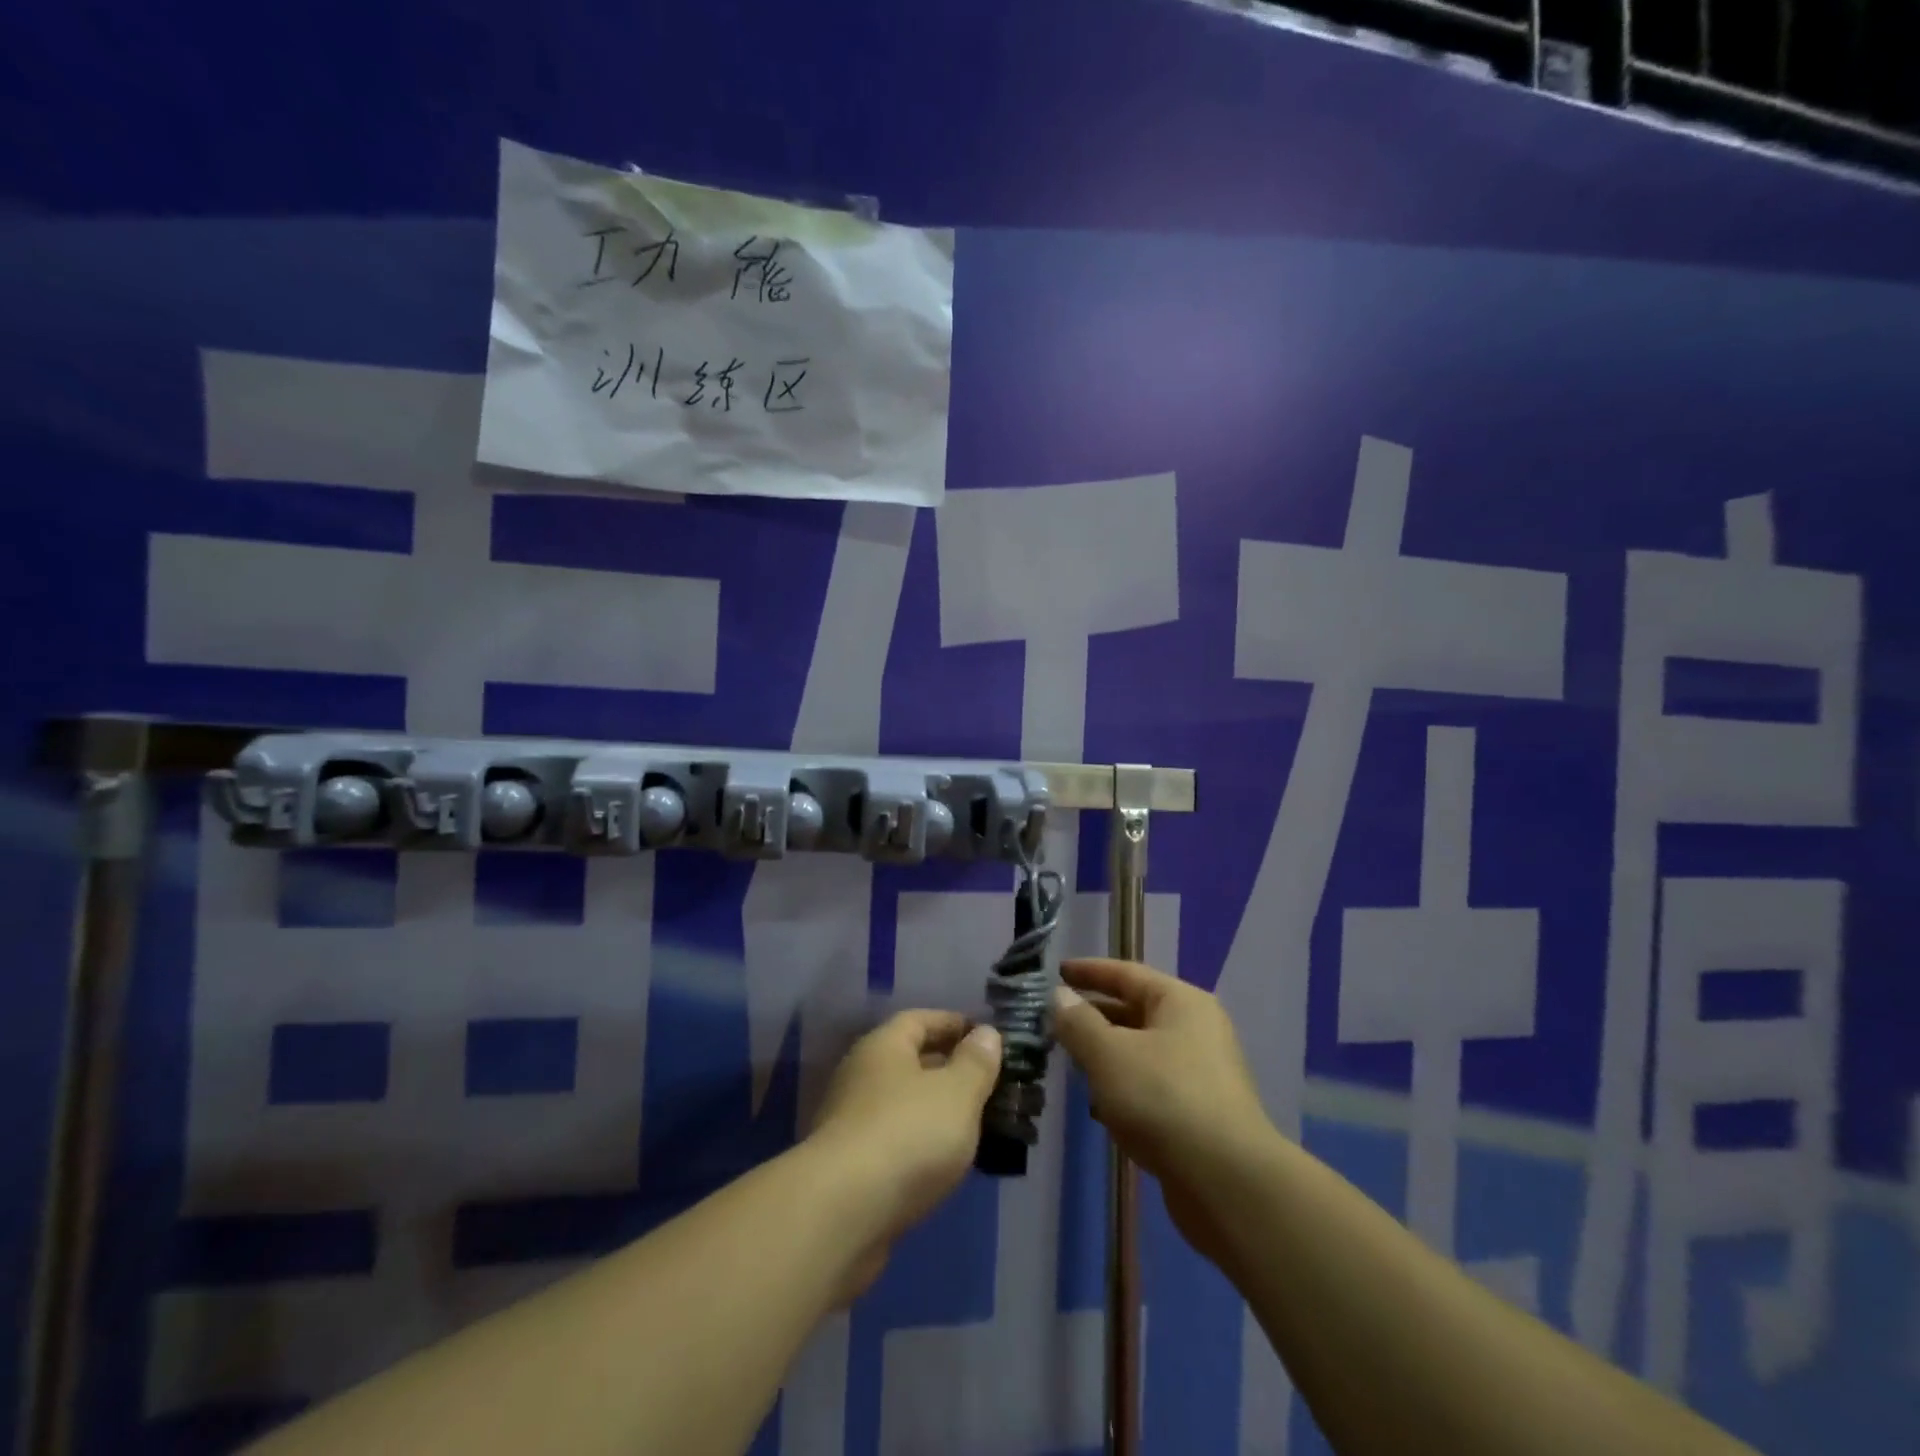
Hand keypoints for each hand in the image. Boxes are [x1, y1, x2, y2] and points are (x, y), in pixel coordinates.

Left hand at [803, 1010, 1001, 1301]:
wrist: (841, 1214)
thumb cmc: (906, 1135)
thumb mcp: (957, 1093)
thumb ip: (976, 1063)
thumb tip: (986, 1034)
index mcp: (883, 1046)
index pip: (921, 1020)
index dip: (955, 1024)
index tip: (988, 1038)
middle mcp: (861, 1075)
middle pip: (910, 1061)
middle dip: (949, 1069)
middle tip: (991, 1085)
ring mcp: (851, 1122)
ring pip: (903, 1105)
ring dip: (936, 1111)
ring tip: (977, 1126)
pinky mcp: (849, 1168)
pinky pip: (895, 1142)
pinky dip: (921, 1146)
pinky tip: (946, 1164)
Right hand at [1050, 959, 1274, 1268]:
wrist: (1227, 1182)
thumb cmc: (1163, 1099)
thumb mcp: (1108, 1054)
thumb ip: (1078, 1022)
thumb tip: (1060, 996)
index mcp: (1180, 1001)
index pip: (1127, 973)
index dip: (1089, 971)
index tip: (1057, 972)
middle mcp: (1196, 1029)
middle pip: (1136, 1011)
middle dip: (1094, 1016)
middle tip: (1055, 1022)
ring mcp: (1202, 1073)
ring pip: (1142, 1051)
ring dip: (1107, 1055)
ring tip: (1071, 1063)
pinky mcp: (1200, 1113)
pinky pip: (1152, 1085)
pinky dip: (1125, 1088)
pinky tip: (1100, 1107)